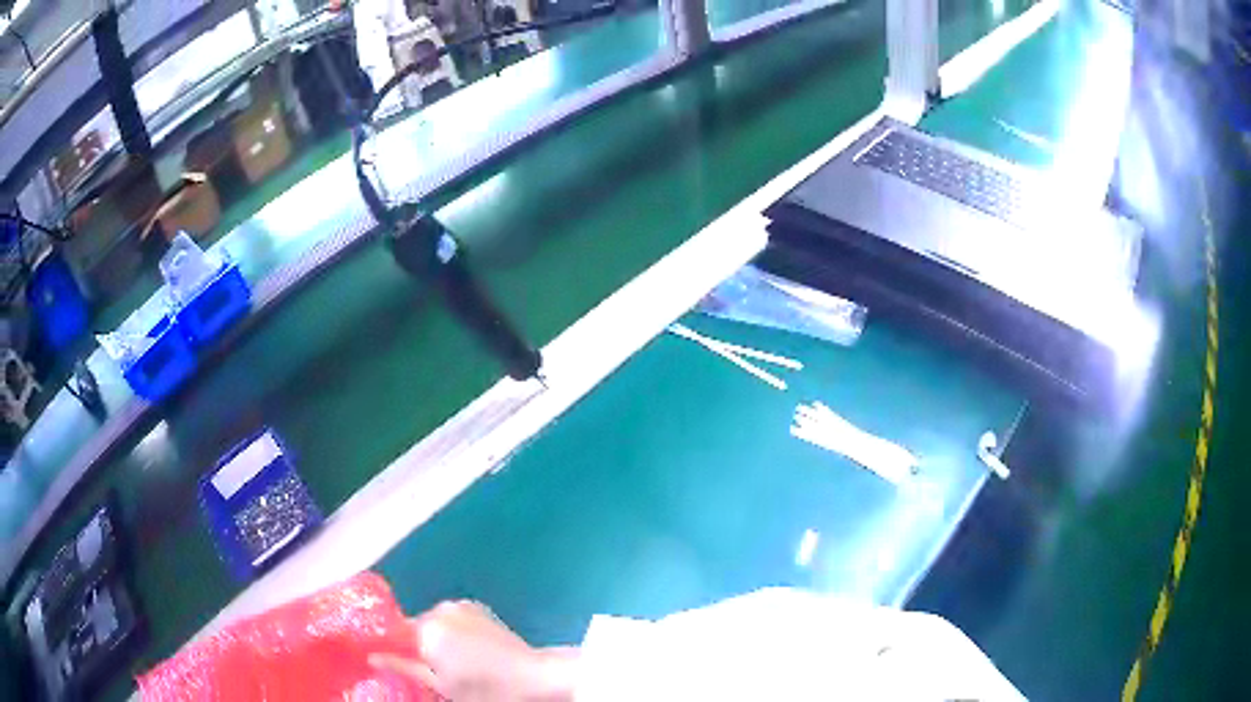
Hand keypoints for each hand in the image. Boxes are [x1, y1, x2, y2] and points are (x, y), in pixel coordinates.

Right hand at [369, 600, 578, 701]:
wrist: (534, 678)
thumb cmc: (484, 688)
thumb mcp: (440, 684)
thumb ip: (403, 666)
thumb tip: (372, 657)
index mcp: (427, 627)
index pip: (393, 632)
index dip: (391, 646)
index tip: (389, 659)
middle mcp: (441, 608)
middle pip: (414, 625)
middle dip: (416, 643)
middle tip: (428, 668)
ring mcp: (462, 605)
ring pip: (434, 621)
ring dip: (435, 636)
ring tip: (451, 661)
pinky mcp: (478, 608)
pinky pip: (452, 618)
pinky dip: (452, 630)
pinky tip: (466, 650)